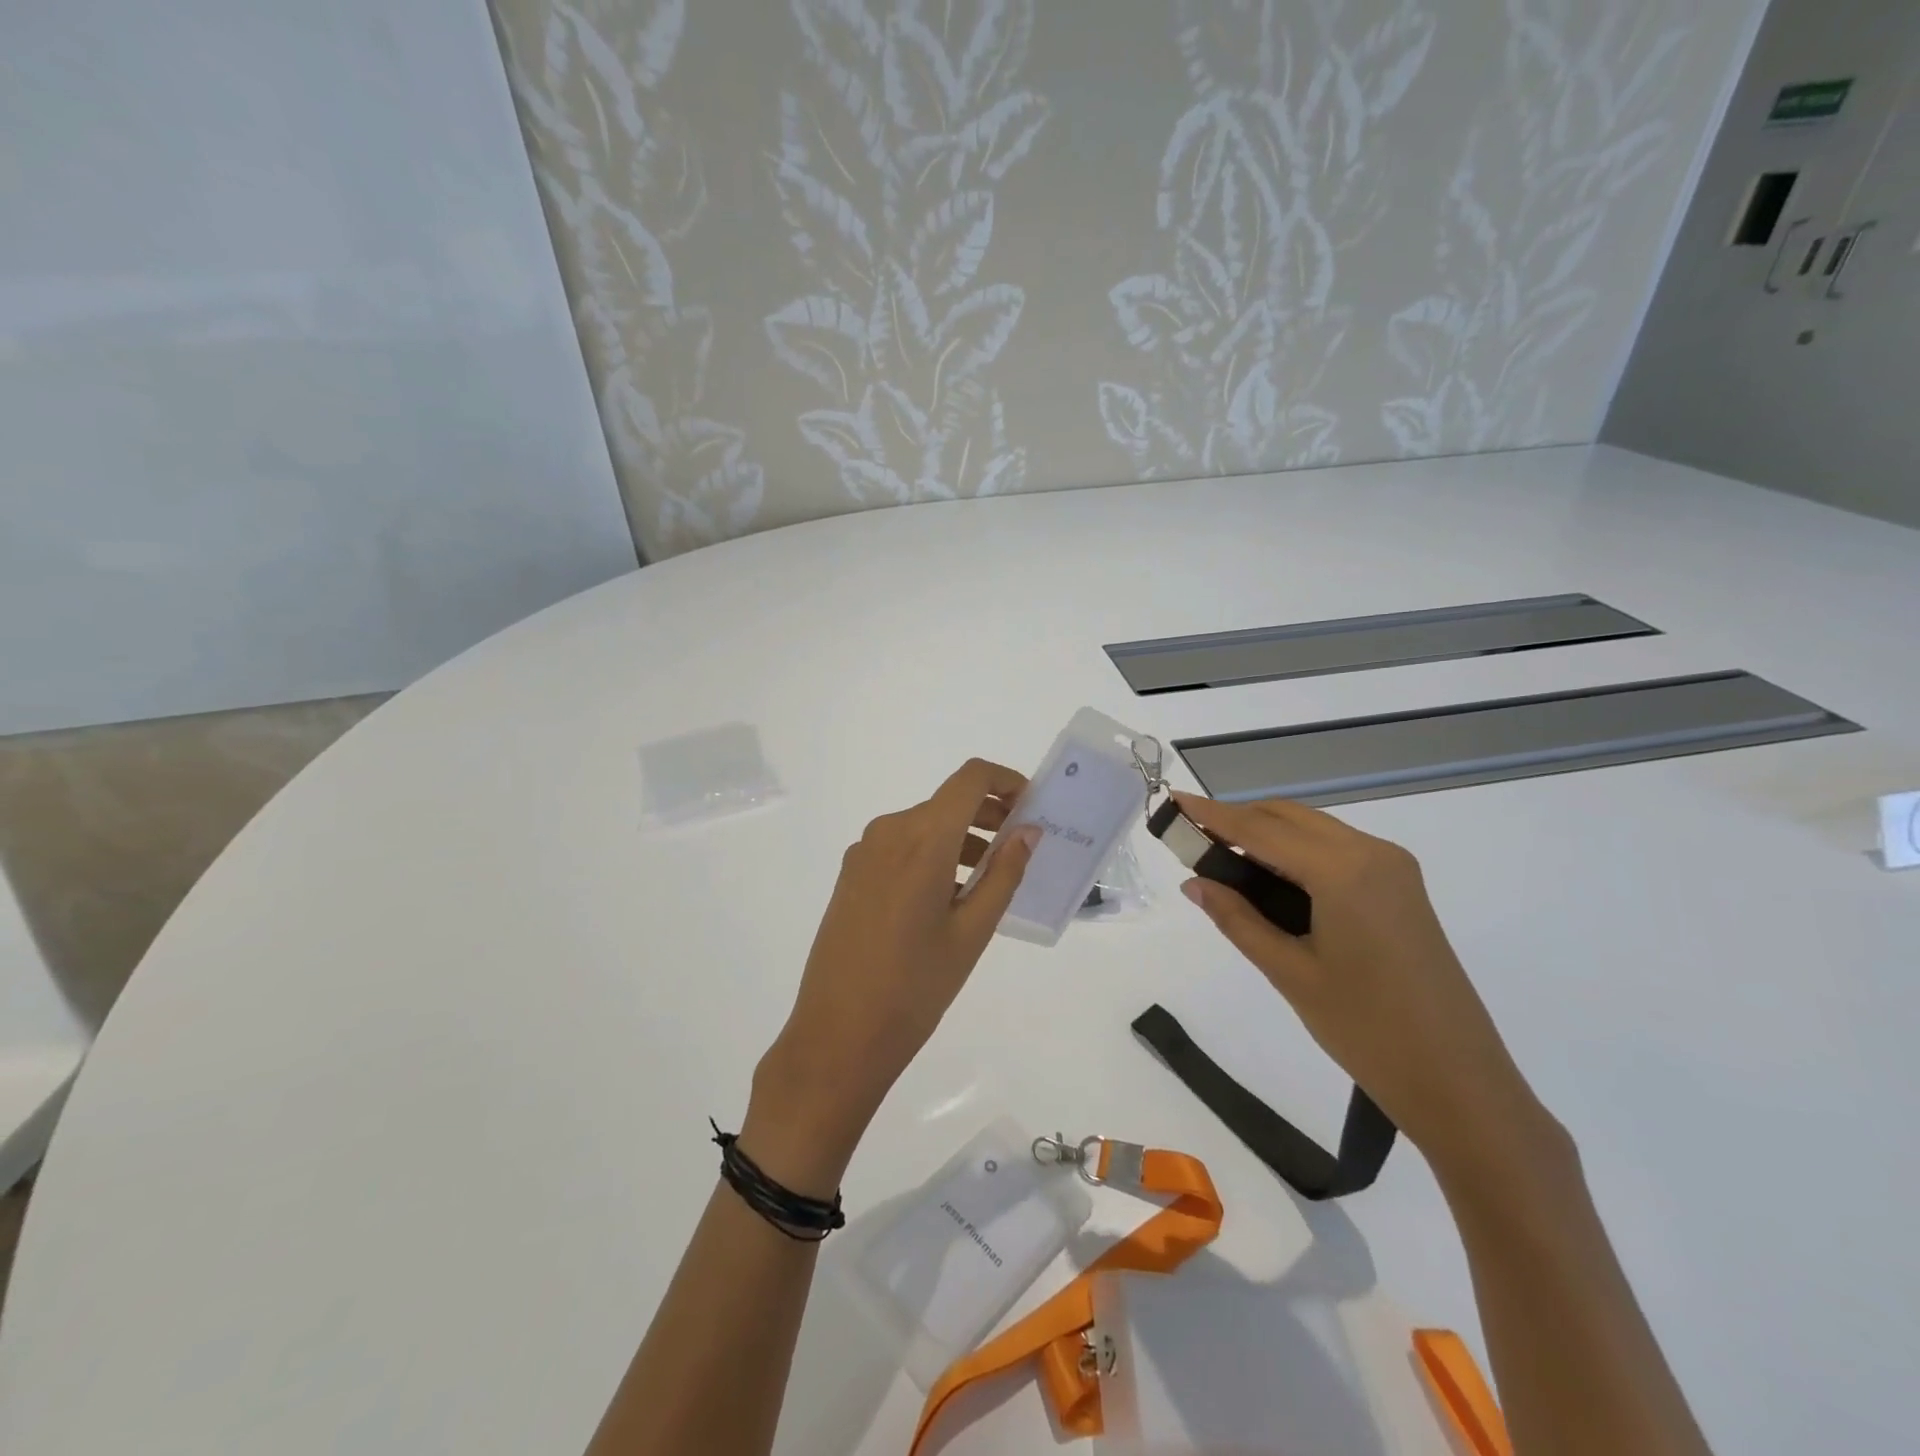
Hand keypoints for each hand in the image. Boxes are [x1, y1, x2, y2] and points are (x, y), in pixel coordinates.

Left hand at [741, 759, 1039, 1193]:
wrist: (836, 1037)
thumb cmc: (915, 988)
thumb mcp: (972, 932)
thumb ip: (1004, 873)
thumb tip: (1029, 831)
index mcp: (922, 839)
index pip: (970, 778)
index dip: (1007, 781)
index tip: (1033, 806)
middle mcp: (888, 832)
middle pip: (947, 801)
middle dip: (989, 813)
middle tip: (1022, 845)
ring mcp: (864, 853)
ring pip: (924, 825)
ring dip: (962, 837)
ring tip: (991, 878)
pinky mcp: (851, 875)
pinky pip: (901, 847)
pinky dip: (933, 854)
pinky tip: (949, 895)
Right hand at [1173, 794, 1560, 1184]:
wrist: (1460, 1084)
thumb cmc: (1367, 1030)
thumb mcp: (1290, 973)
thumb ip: (1237, 919)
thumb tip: (1193, 883)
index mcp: (1344, 871)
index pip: (1260, 830)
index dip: (1212, 815)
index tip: (1174, 799)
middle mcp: (1372, 853)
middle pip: (1288, 817)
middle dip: (1238, 821)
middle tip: (1191, 841)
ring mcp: (1393, 868)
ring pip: (1312, 830)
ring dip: (1266, 835)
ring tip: (1222, 861)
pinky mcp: (1401, 888)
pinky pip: (1336, 850)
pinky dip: (1296, 852)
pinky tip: (1270, 879)